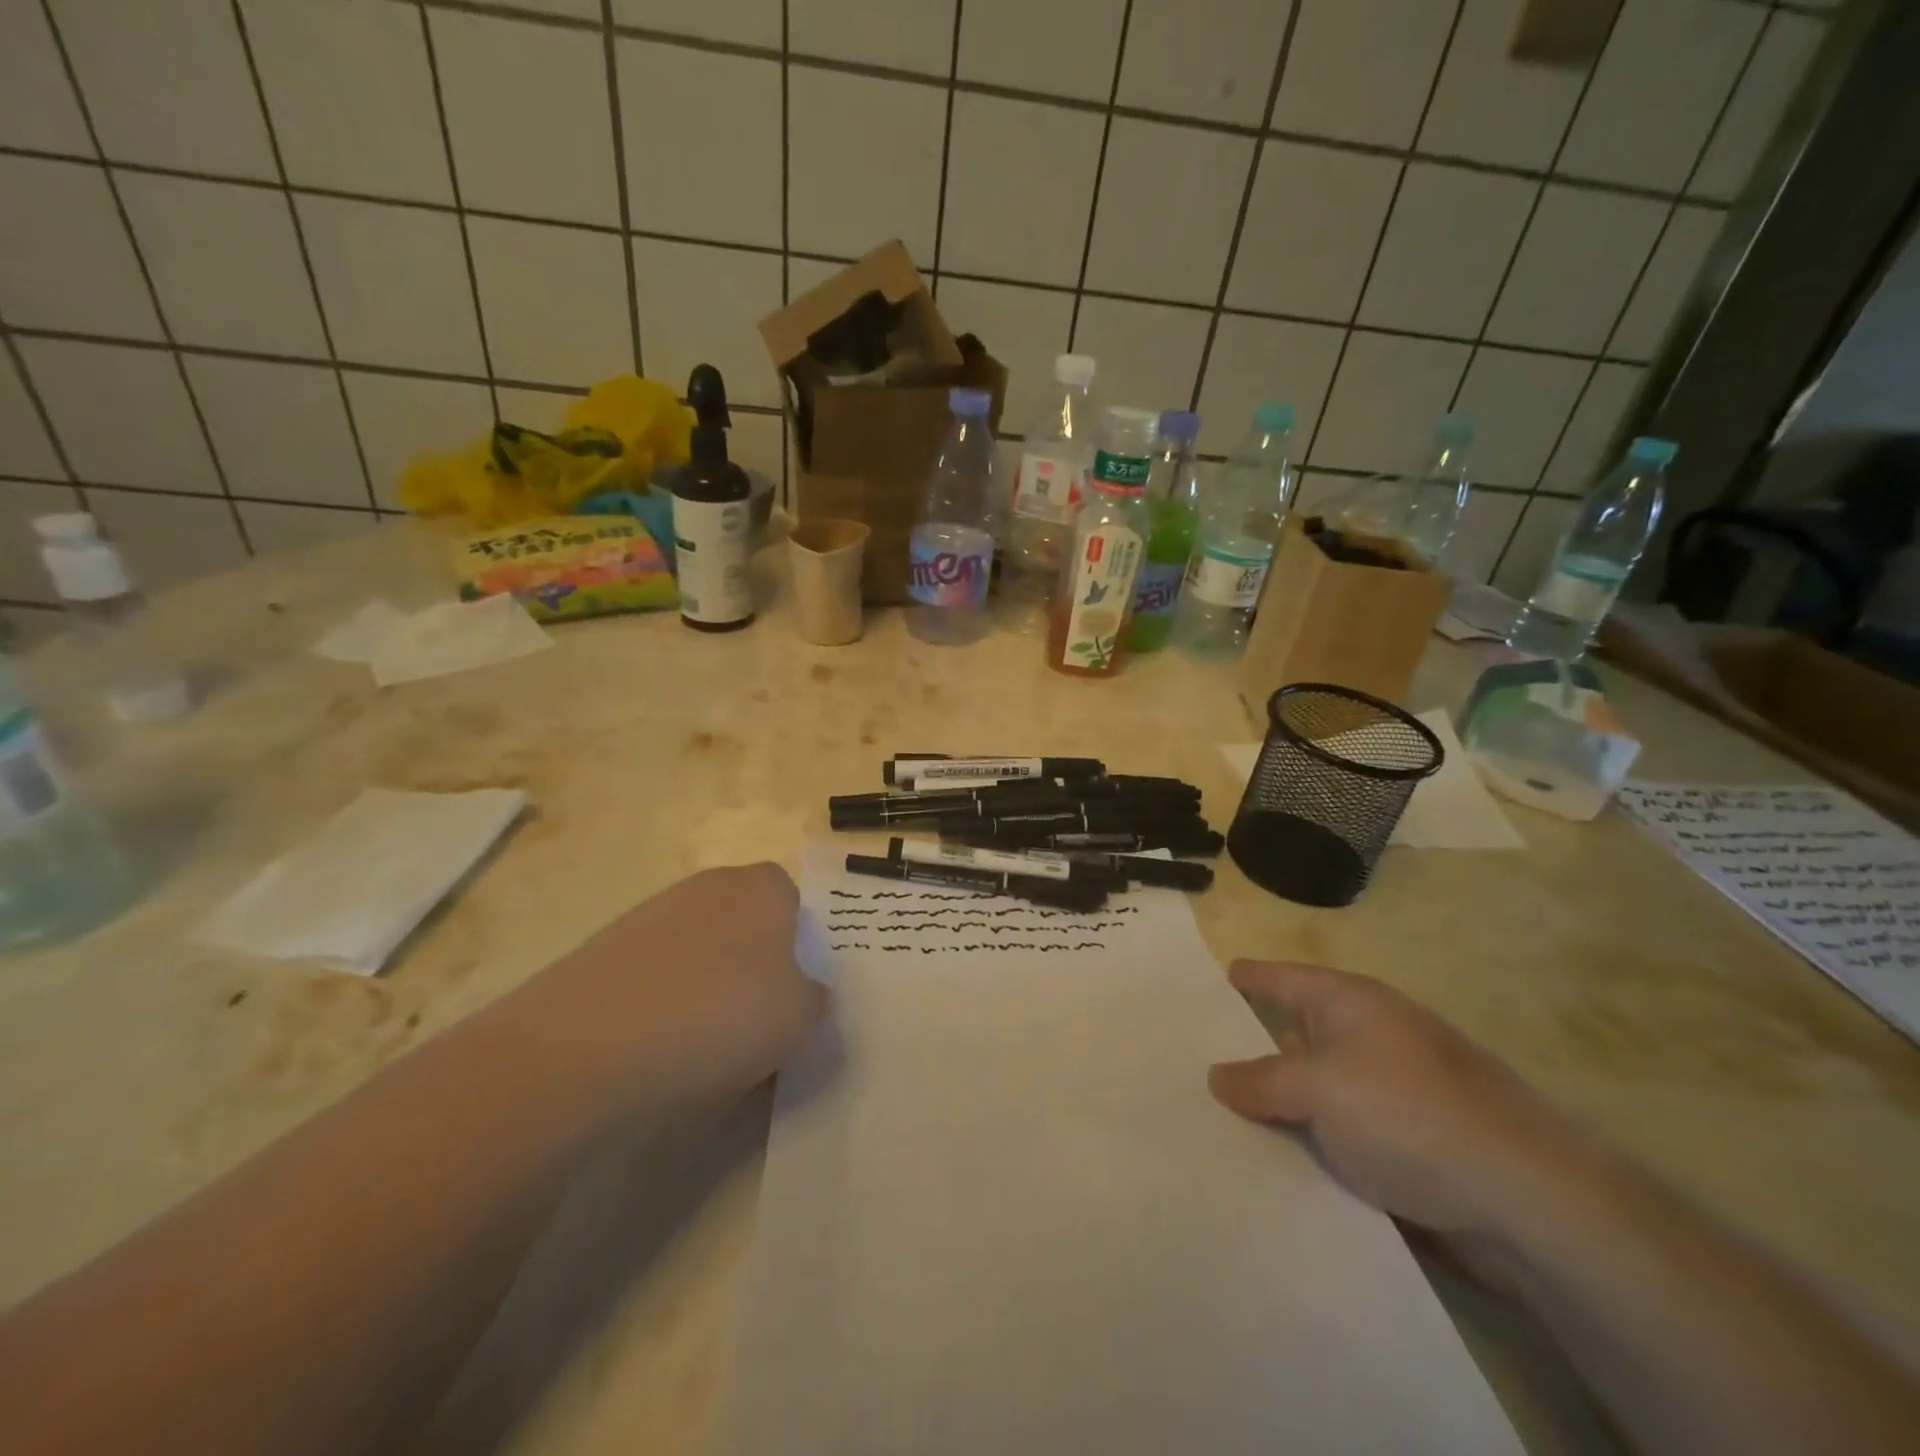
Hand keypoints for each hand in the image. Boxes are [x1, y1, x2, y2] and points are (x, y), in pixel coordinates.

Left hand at [513, 863, 825, 1113]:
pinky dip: (661, 1002)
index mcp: (762, 888)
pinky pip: (654, 974)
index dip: (799, 946)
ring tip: (702, 1047)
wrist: (582, 1050)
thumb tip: (803, 991)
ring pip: (699, 949)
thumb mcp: (799, 1020)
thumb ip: (815, 998)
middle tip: (756, 1022)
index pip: (793, 900)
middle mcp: (708, 886)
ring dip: (707, 985)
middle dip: (753, 965)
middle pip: (745, 922)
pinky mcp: (603, 949)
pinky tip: (656, 1049)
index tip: (793, 994)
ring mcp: (650, 914)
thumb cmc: (716, 1019)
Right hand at [1210, 961, 1577, 1240]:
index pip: (1281, 978)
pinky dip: (1309, 1148)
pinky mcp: (1406, 1148)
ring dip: (1276, 1110)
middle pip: (1293, 1037)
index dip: (1245, 978)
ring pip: (1314, 1095)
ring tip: (1217, 1122)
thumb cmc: (1407, 1115)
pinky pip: (1338, 1139)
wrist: (1526, 1205)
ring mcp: (1391, 1095)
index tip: (1206, 982)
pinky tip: (1271, 1167)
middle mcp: (1370, 1038)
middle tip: (1192, 1063)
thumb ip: (1260, 1080)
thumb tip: (1219, 1077)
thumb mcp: (1317, 1087)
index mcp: (1350, 1003)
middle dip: (1247, 1052)